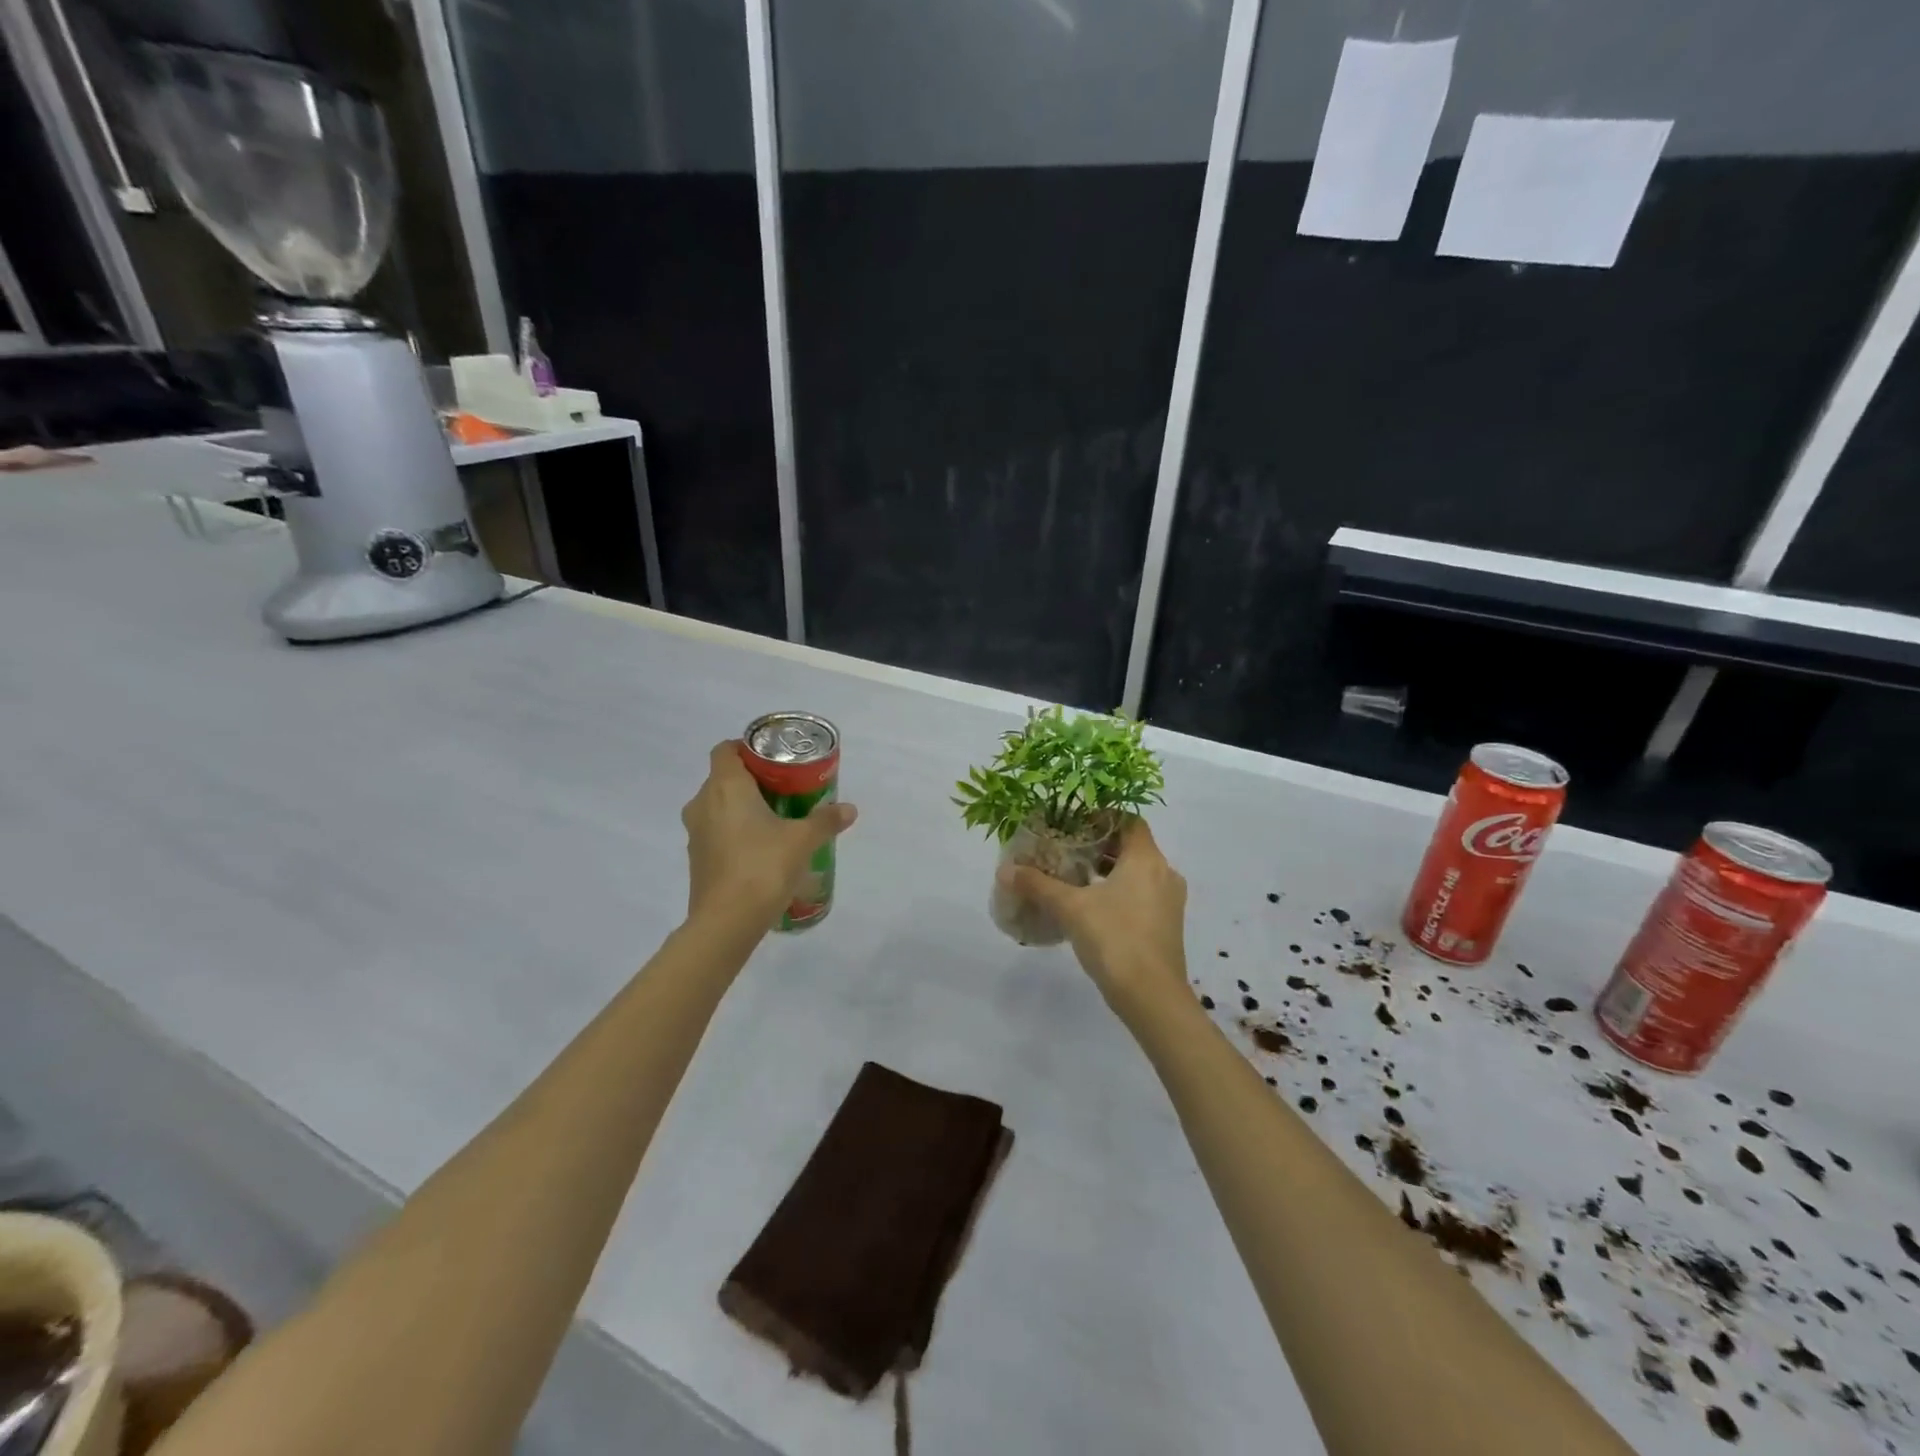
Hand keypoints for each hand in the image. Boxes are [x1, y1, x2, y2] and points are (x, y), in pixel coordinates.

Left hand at [682, 741, 857, 928]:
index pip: (726, 750)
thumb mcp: (802, 841)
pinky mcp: (696, 859)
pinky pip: (716, 832)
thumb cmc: (763, 867)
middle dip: (752, 781)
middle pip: (724, 778)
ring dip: (742, 808)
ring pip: (718, 807)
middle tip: (785, 790)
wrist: (726, 922)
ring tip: (776, 821)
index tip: (774, 760)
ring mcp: (696, 833)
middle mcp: (703, 803)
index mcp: (725, 787)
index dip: (747, 748)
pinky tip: (761, 850)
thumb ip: (825, 821)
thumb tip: (849, 809)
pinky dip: (735, 833)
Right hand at [999, 817, 1188, 1021]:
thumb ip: (1038, 885)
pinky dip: (1120, 892)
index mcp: (1146, 859)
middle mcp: (1164, 874)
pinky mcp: (1167, 926)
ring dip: (1109, 871)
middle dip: (1100, 846)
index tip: (1074, 823)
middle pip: (1133, 846)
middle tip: (1067, 849)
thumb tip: (1006, 869)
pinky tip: (1092, 908)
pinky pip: (1143, 895)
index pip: (1129, 820)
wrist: (1153, 997)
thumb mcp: (1070, 908)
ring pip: (1138, 872)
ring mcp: (1169, 902)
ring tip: (1075, 878)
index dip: (1102, 816)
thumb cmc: (1114, 939)